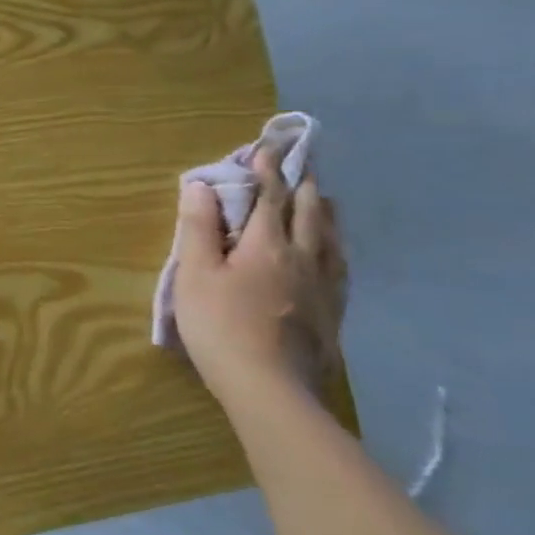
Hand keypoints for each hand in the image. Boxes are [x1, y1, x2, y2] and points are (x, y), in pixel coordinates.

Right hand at [172, 149, 346, 407]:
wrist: (270, 388)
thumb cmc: (220, 326)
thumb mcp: (195, 274)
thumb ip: (198, 228)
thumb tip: (201, 185)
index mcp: (267, 244)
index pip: (270, 196)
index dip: (266, 170)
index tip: (266, 146)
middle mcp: (303, 257)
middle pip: (308, 212)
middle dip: (302, 185)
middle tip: (301, 164)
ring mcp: (323, 286)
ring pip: (331, 237)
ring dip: (324, 212)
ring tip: (323, 199)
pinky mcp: (332, 312)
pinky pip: (340, 266)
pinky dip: (335, 246)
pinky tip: (334, 253)